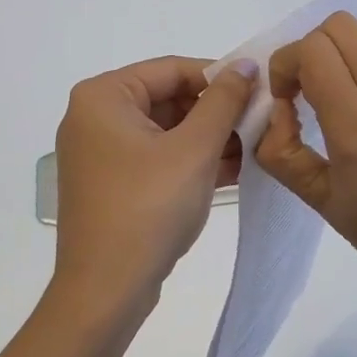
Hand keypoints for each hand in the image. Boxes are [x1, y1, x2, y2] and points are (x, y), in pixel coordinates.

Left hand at [51, 55, 257, 328]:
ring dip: (209, 138)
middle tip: (261, 120)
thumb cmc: (149, 208)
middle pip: (168, 98)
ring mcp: (101, 153)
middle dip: (216, 112)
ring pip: (167, 130)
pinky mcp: (112, 183)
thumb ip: (224, 101)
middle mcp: (95, 117)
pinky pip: (158, 158)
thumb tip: (246, 65)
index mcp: (103, 97)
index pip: (171, 69)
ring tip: (256, 145)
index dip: (219, 76)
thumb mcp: (195, 149)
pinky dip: (191, 161)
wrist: (106, 292)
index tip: (260, 88)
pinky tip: (234, 169)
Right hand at [257, 13, 356, 310]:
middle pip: (339, 26)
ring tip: (343, 104)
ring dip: (341, 59)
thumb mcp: (319, 200)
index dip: (286, 64)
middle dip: (310, 50)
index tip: (287, 98)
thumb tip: (277, 109)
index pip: (313, 51)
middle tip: (308, 90)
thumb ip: (281, 151)